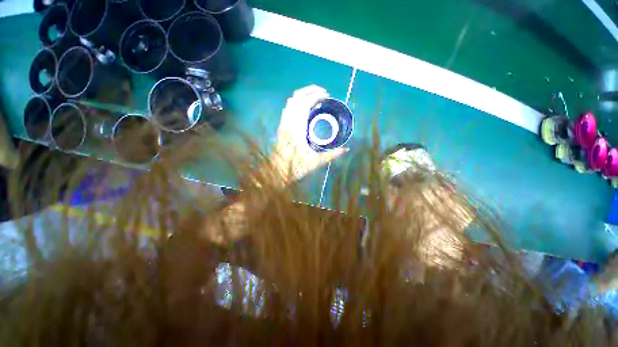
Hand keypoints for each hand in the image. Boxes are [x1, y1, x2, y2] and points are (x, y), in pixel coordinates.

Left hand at [271, 85, 347, 182]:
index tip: (327, 96)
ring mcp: (283, 123)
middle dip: (311, 90)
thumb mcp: (315, 162)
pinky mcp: (281, 126)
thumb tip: (346, 149)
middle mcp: (289, 123)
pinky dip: (297, 102)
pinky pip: (288, 108)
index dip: (316, 96)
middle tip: (324, 93)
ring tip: (315, 98)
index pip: (305, 104)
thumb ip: (331, 155)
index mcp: (297, 129)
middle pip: (297, 97)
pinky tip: (304, 107)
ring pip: (291, 101)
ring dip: (303, 95)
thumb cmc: (295, 167)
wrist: (276, 171)